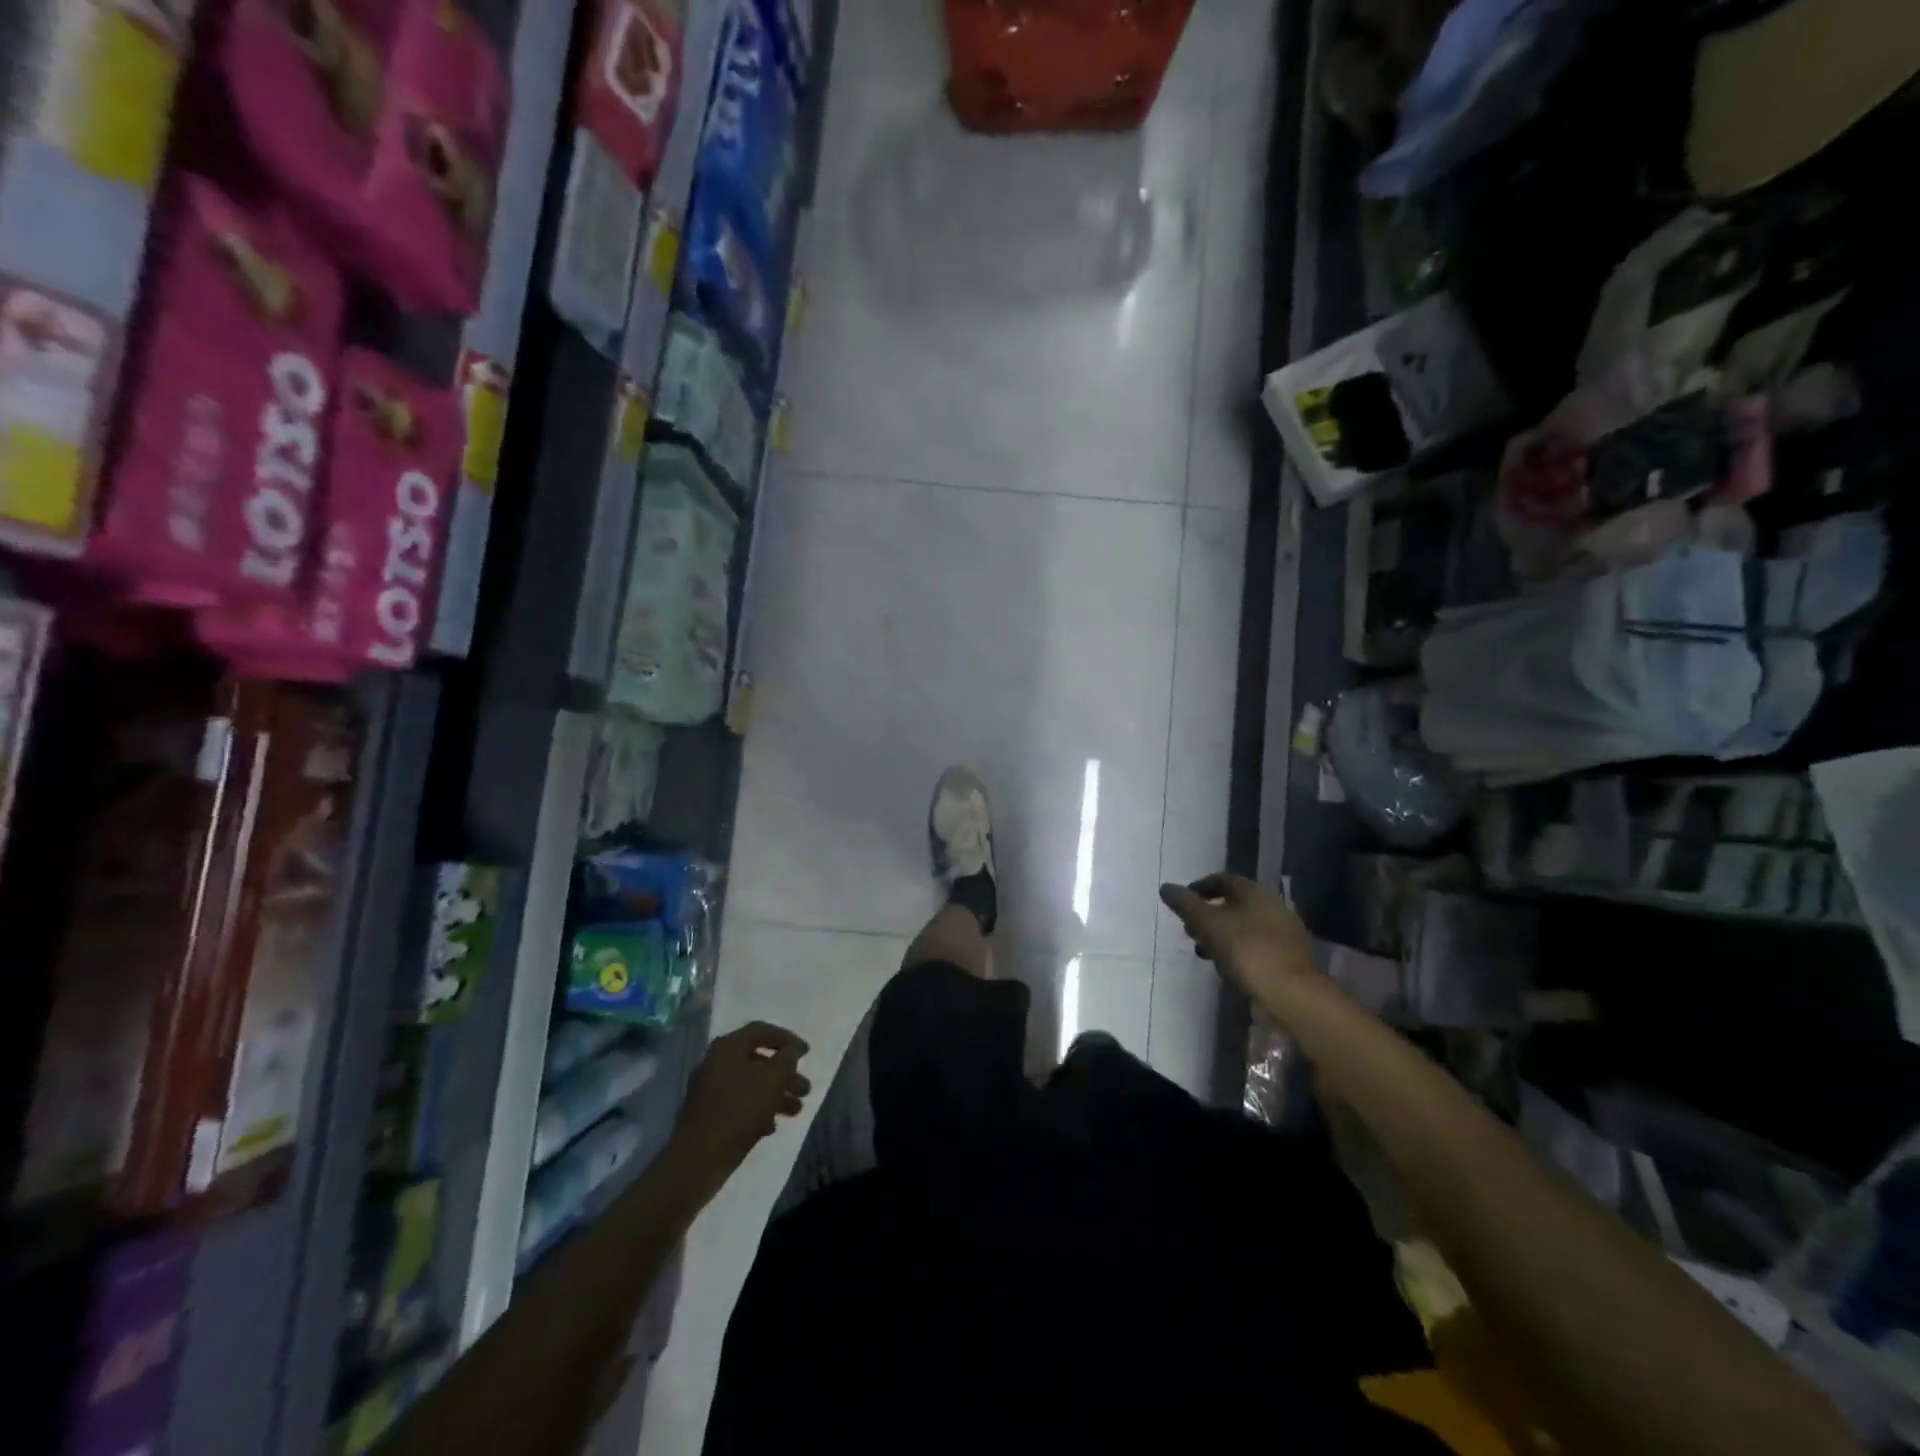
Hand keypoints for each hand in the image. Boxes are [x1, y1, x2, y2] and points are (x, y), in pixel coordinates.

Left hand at [668, 1022, 810, 1198]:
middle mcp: (716, 1063)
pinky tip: (772, 1126)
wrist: (697, 1161)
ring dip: (776, 1094)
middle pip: (758, 1060)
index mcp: (728, 1048)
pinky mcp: (708, 1115)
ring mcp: (710, 1090)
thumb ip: (786, 1060)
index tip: (807, 1052)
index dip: (787, 1039)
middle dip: (785, 1074)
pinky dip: (759, 1110)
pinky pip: (739, 1104)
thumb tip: (790, 1052)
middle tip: (806, 1088)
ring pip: (751, 1084)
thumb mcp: (771, 1081)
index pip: (761, 1031)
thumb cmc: (738, 1112)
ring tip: (797, 1110)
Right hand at [1159, 874, 1320, 1012]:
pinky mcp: (1288, 957)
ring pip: (1244, 926)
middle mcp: (1272, 905)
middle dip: (1208, 913)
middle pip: (1233, 903)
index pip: (1222, 879)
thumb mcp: (1207, 925)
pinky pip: (1255, 945)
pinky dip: (1237, 949)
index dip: (1199, 887)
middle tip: (1189, 928)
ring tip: (1203, 950)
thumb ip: (1185, 905)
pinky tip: (1226, 965)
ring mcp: (1283, 932)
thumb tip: (1166, 887)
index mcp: (1254, 892)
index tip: (1182, 901)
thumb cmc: (1246, 951)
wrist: (1291, 994)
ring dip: (1221, 934)